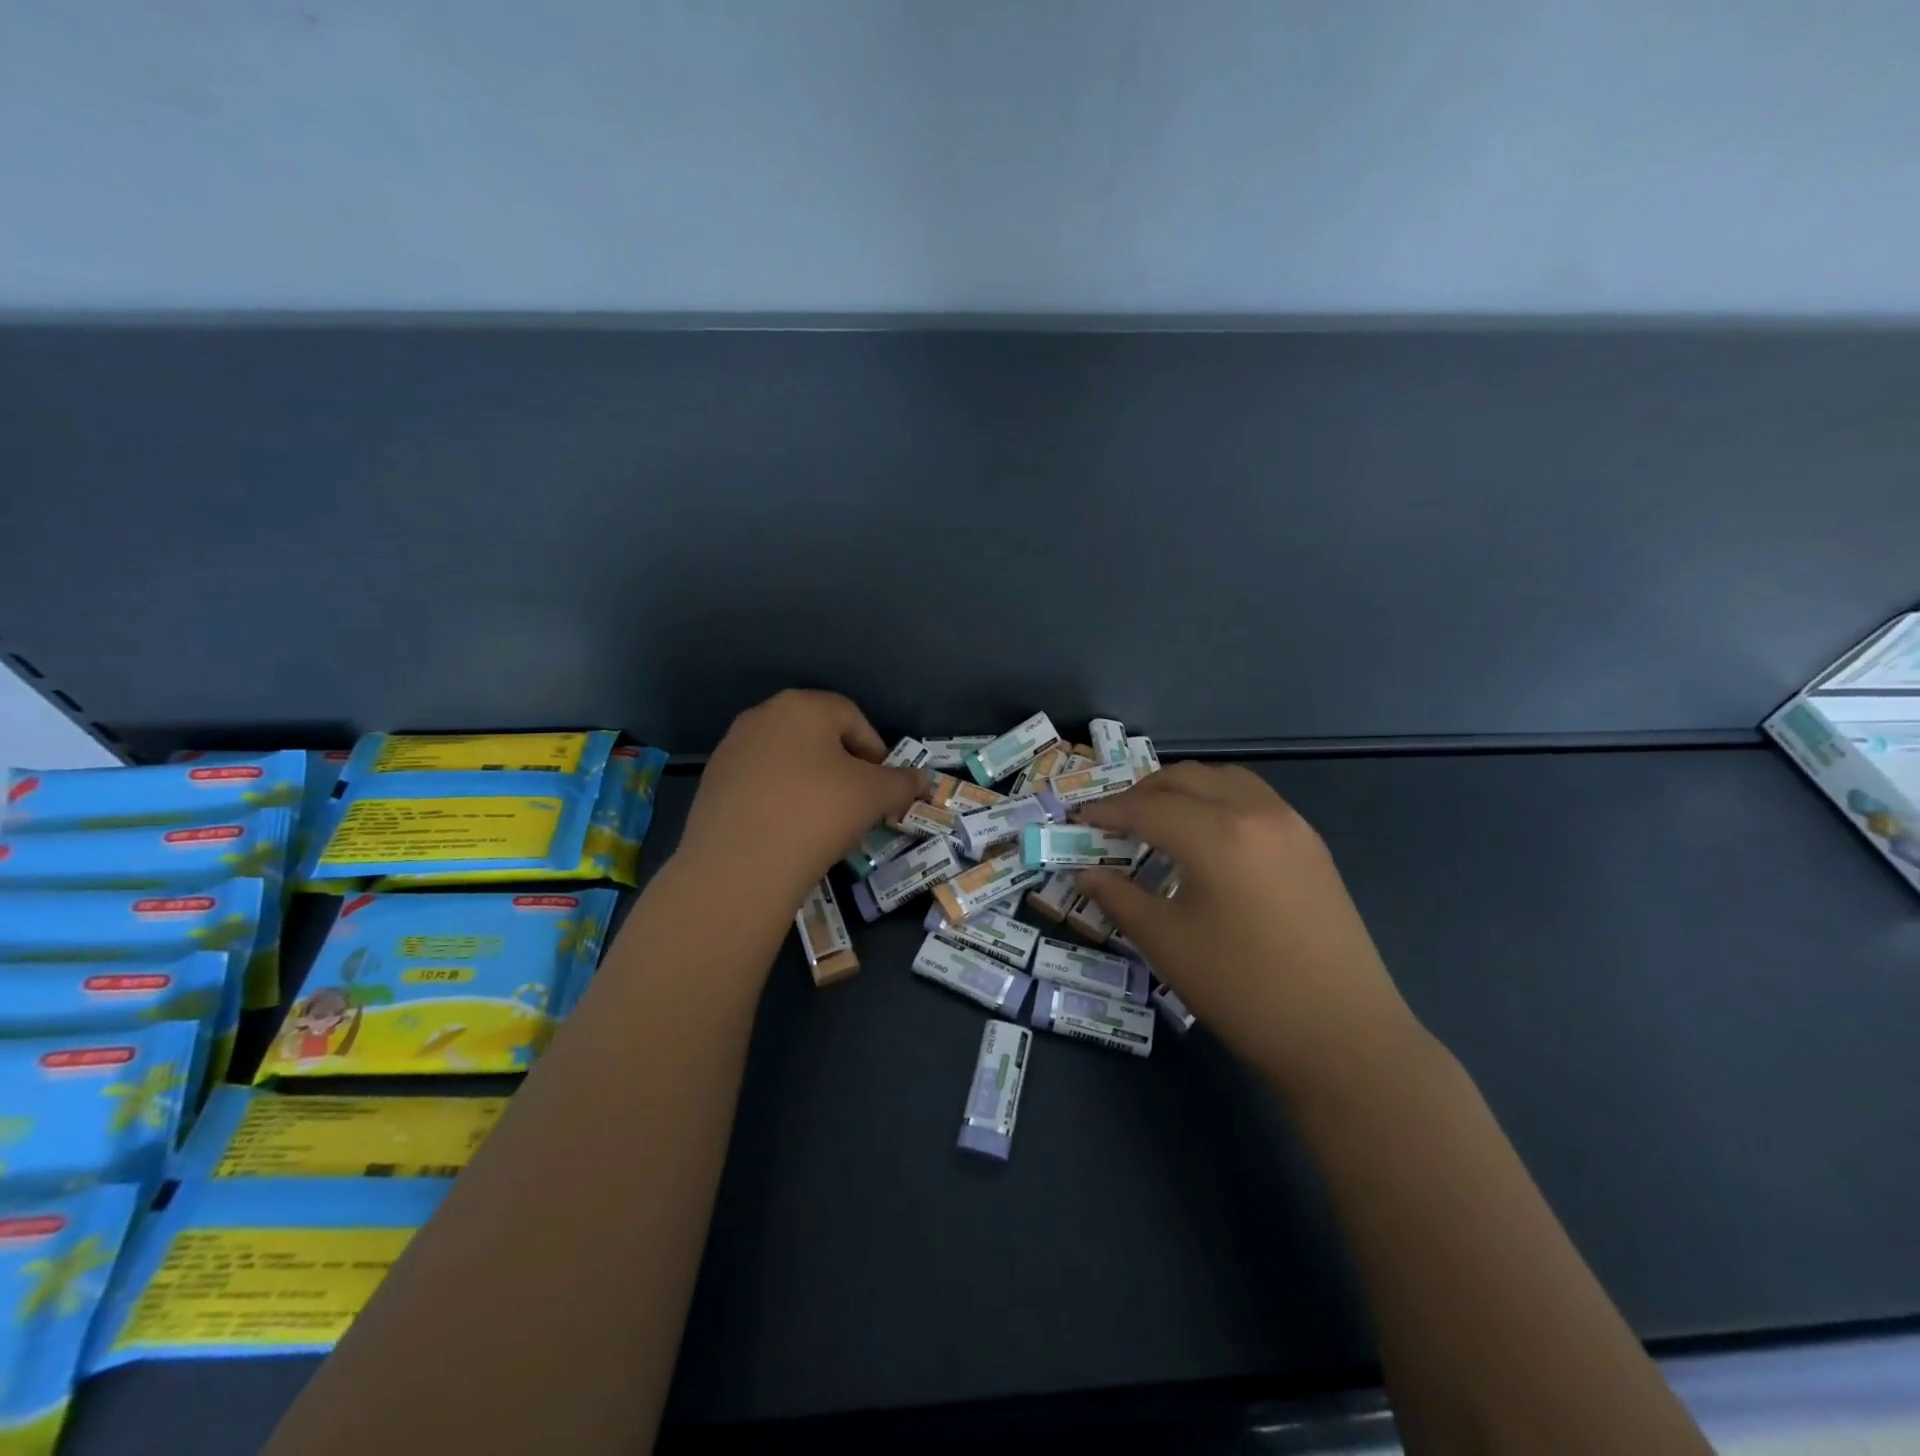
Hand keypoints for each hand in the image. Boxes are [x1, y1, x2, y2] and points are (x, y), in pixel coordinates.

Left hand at [676, 690, 923, 911]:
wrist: (739, 866)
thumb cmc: (818, 813)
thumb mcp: (875, 796)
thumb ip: (903, 783)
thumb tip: (923, 781)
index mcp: (803, 706)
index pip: (852, 717)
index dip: (875, 751)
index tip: (882, 787)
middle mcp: (762, 715)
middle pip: (817, 735)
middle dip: (843, 765)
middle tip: (857, 802)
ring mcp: (732, 748)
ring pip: (787, 758)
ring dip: (811, 781)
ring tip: (822, 819)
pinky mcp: (712, 782)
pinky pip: (760, 782)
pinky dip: (779, 797)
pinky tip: (787, 829)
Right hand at [1073, 763, 1420, 1101]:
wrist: (1344, 1037)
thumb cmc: (1244, 991)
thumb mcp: (1168, 944)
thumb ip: (1120, 898)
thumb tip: (1087, 873)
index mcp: (1217, 835)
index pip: (1147, 807)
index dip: (1107, 811)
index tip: (1078, 820)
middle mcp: (1256, 812)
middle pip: (1186, 778)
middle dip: (1142, 792)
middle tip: (1114, 820)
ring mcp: (1292, 825)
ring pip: (1225, 779)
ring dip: (1184, 789)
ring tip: (1158, 820)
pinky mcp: (1312, 845)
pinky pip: (1254, 798)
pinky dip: (1218, 800)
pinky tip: (1207, 837)